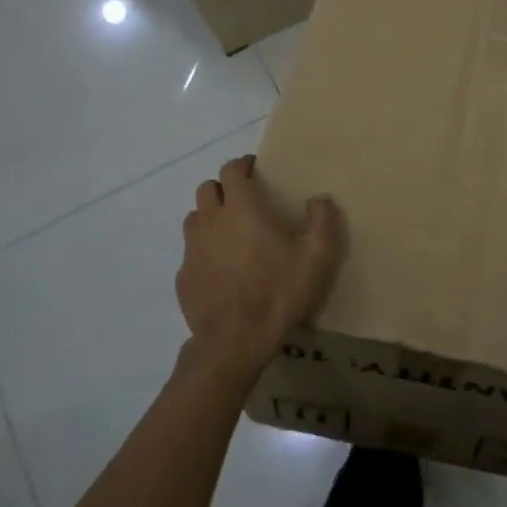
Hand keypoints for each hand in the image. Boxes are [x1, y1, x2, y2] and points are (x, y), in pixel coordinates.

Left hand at [178, 155, 344, 376]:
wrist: (235, 341)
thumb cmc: (279, 291)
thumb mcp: (317, 256)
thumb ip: (322, 220)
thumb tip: (320, 198)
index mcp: (241, 208)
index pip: (231, 170)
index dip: (242, 165)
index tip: (255, 169)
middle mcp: (211, 220)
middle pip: (207, 189)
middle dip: (224, 188)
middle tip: (244, 201)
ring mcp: (192, 249)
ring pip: (194, 218)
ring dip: (210, 217)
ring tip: (230, 232)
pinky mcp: (183, 277)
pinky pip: (191, 253)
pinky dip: (204, 251)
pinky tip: (221, 269)